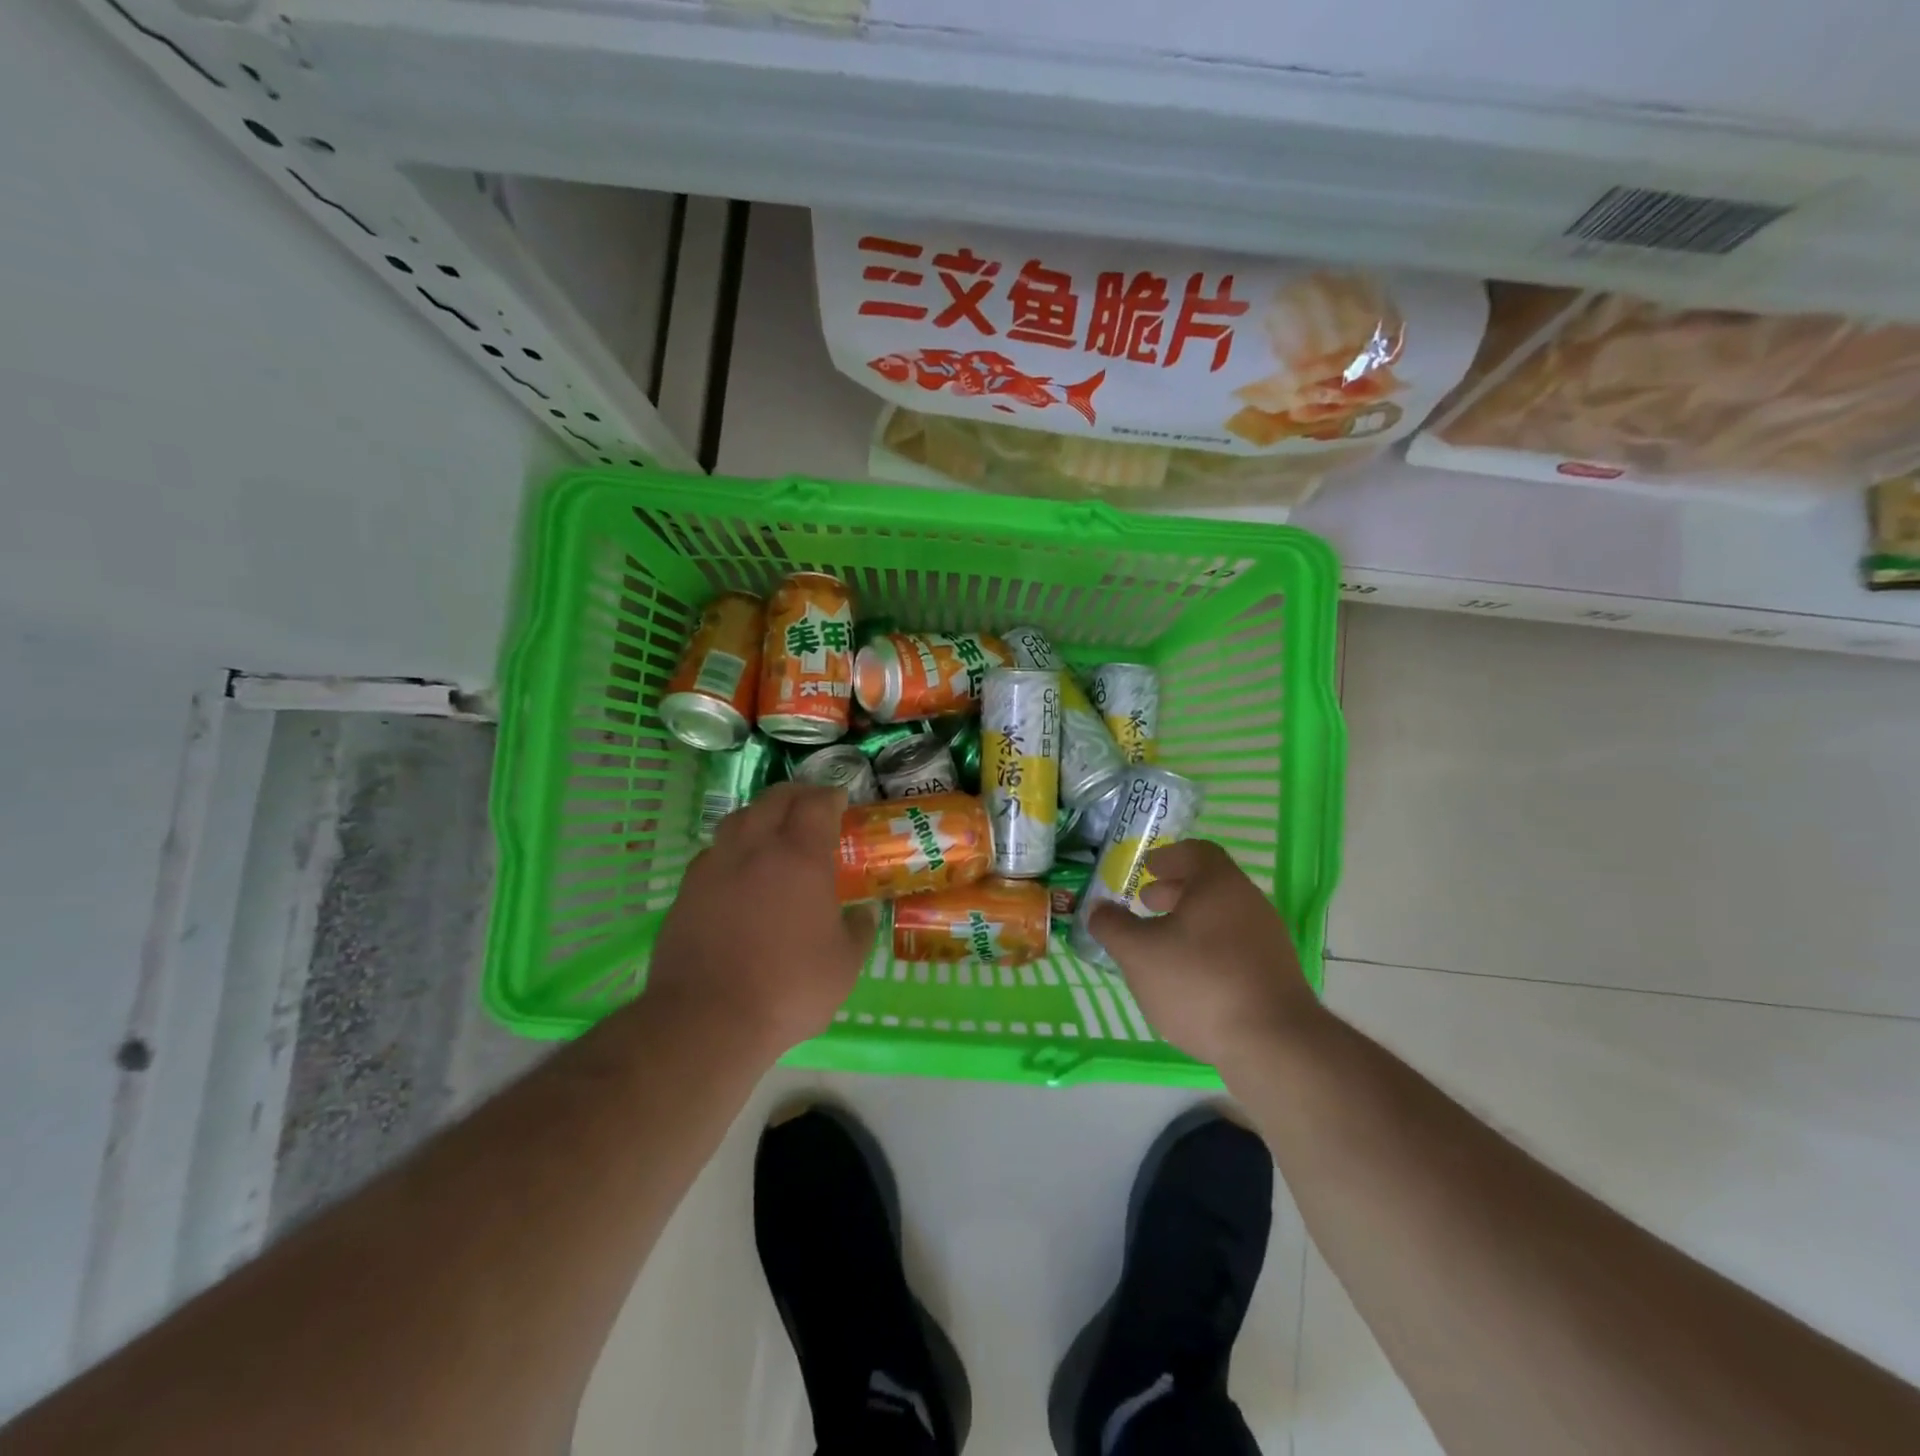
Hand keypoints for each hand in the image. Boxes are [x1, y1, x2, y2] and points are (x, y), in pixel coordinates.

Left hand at [645, 783, 877, 1057]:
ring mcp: (715, 866)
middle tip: (810, 805)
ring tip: (771, 830)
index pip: (816, 804)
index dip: (830, 796)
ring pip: (737, 819)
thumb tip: (863, 913)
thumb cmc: (789, 988)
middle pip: (774, 800)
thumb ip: (858, 931)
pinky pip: (713, 853)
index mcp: (800, 857)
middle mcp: (755, 848)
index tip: (840, 799)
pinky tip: (738, 872)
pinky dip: (731, 849)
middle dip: (796, 795)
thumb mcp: (844, 965)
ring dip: (760, 815)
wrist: (707, 1019)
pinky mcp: (686, 891)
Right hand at [1088, 839, 1322, 1069]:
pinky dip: (1208, 949)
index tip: (1147, 869)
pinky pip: (1235, 947)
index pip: (1197, 852)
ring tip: (1161, 945)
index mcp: (1219, 885)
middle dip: (1174, 891)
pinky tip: (1188, 978)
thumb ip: (1112, 926)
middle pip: (1210, 885)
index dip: (1168, 857)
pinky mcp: (1276, 974)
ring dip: (1190, 923)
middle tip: (1146, 903)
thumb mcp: (1139, 954)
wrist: (1274, 1045)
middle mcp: (1249, 903)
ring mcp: (1267, 940)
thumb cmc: (1199, 983)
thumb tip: (1097, 908)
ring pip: (1222, 917)